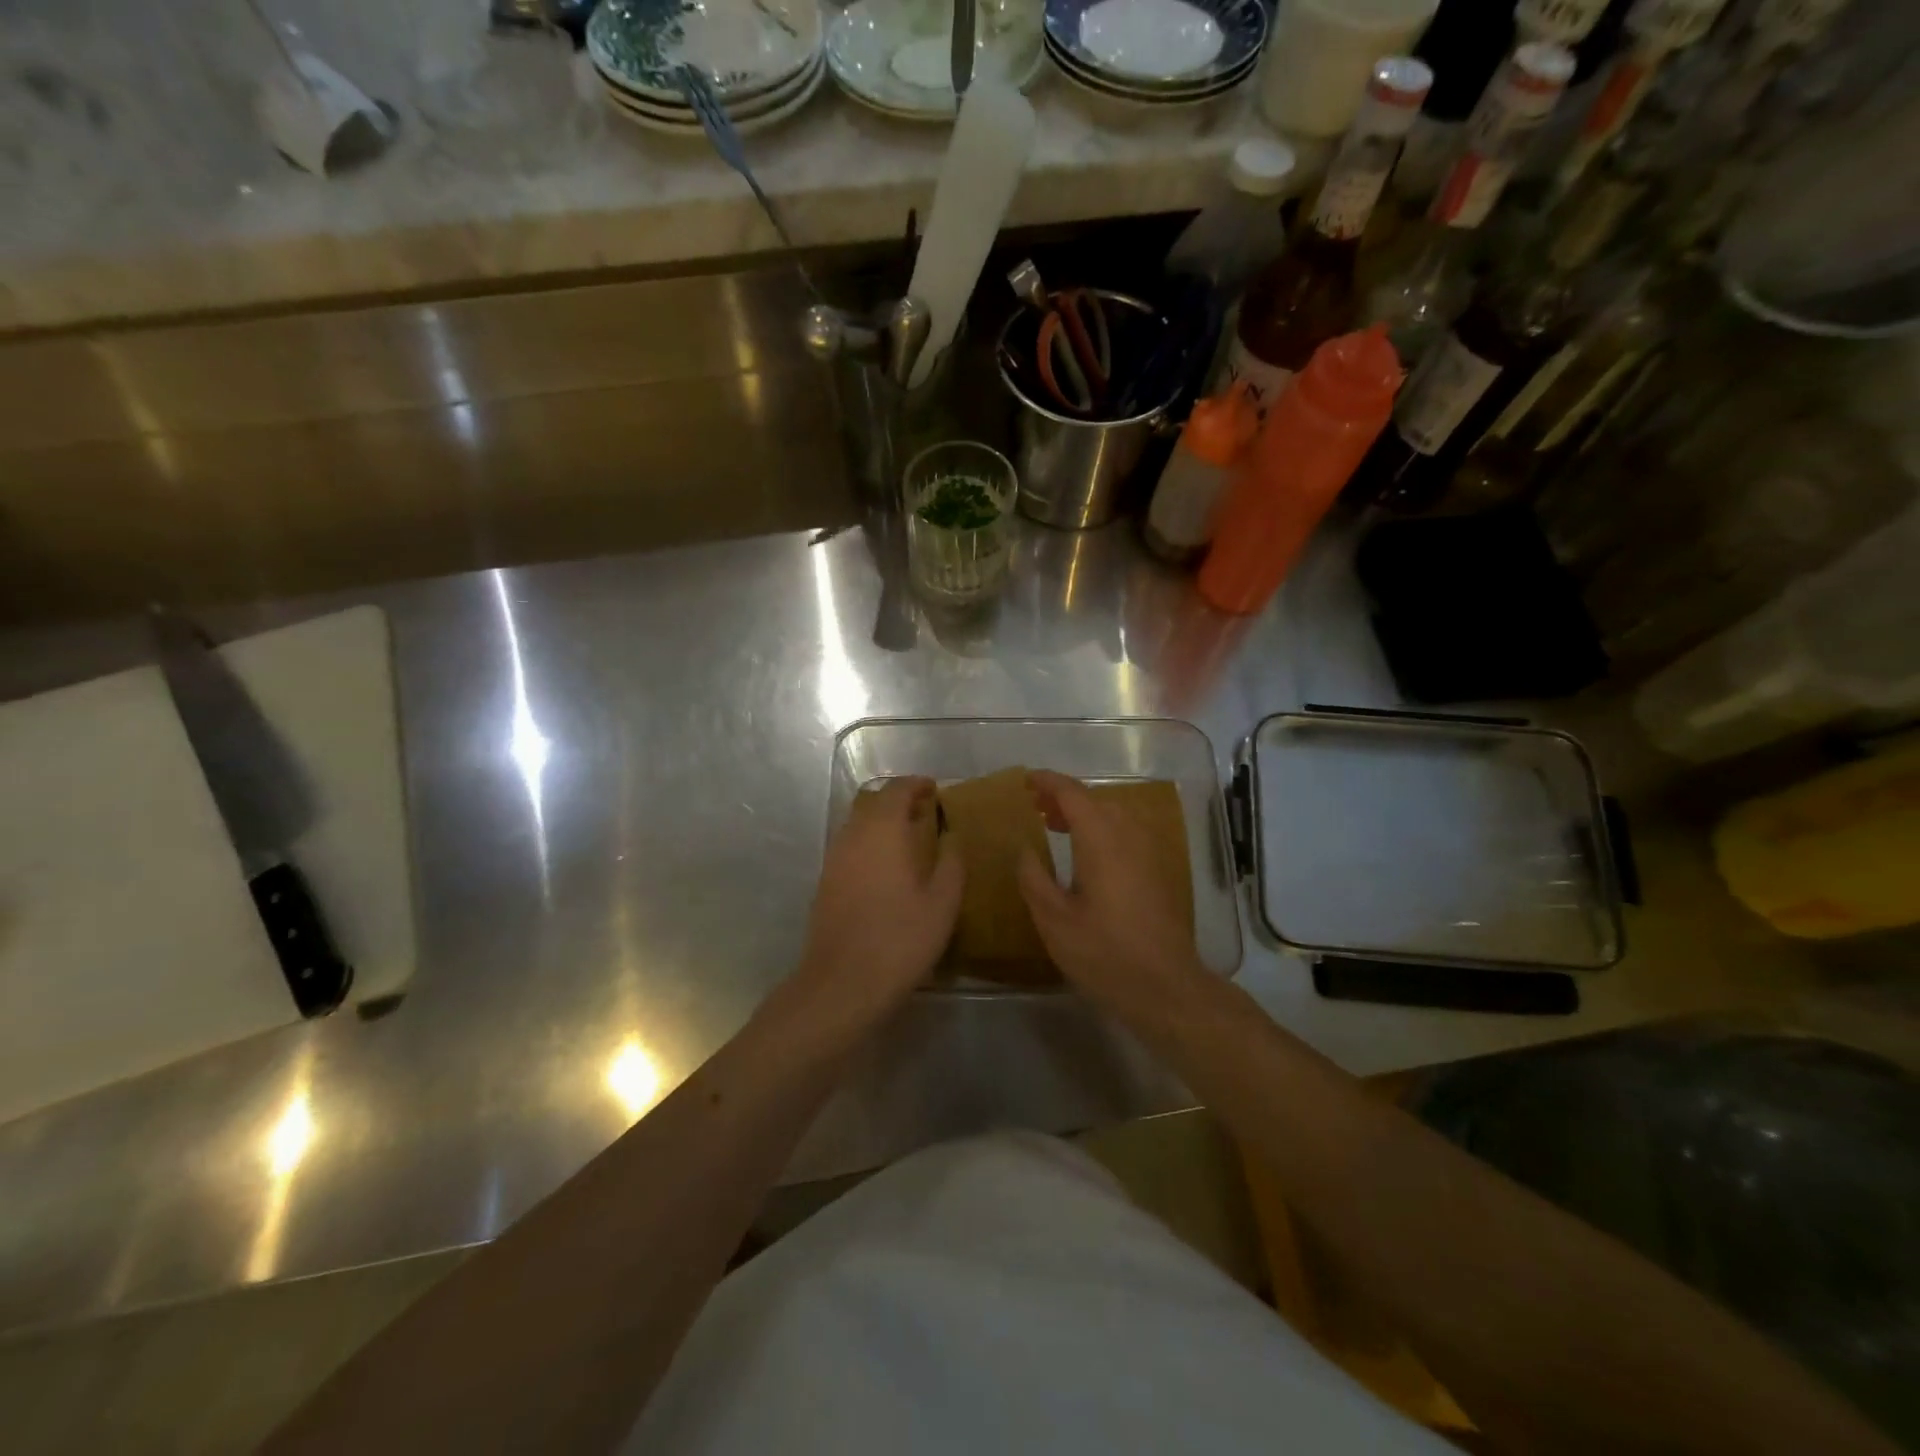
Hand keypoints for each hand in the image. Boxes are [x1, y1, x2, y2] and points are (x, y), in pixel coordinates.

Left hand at [789, 776, 962, 1036]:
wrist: (842, 983)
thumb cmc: (900, 939)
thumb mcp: (942, 903)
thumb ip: (951, 862)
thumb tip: (951, 836)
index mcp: (883, 831)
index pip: (897, 790)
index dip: (916, 785)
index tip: (935, 789)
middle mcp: (853, 835)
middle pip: (873, 802)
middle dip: (899, 800)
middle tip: (926, 811)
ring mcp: (834, 858)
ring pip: (859, 824)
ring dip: (882, 822)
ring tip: (910, 837)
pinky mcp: (826, 881)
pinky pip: (850, 846)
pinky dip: (870, 843)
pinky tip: (887, 867)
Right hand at [1016, 769, 1209, 1028]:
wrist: (1166, 987)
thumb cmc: (1104, 954)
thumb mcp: (1054, 920)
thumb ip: (1034, 878)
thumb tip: (1025, 849)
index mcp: (1101, 840)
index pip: (1073, 794)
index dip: (1048, 782)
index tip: (1026, 781)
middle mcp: (1129, 836)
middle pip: (1095, 800)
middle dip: (1064, 798)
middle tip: (1036, 809)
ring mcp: (1149, 852)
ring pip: (1114, 815)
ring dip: (1085, 813)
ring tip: (1057, 827)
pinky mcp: (1159, 871)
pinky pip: (1127, 833)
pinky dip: (1103, 829)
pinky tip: (1089, 855)